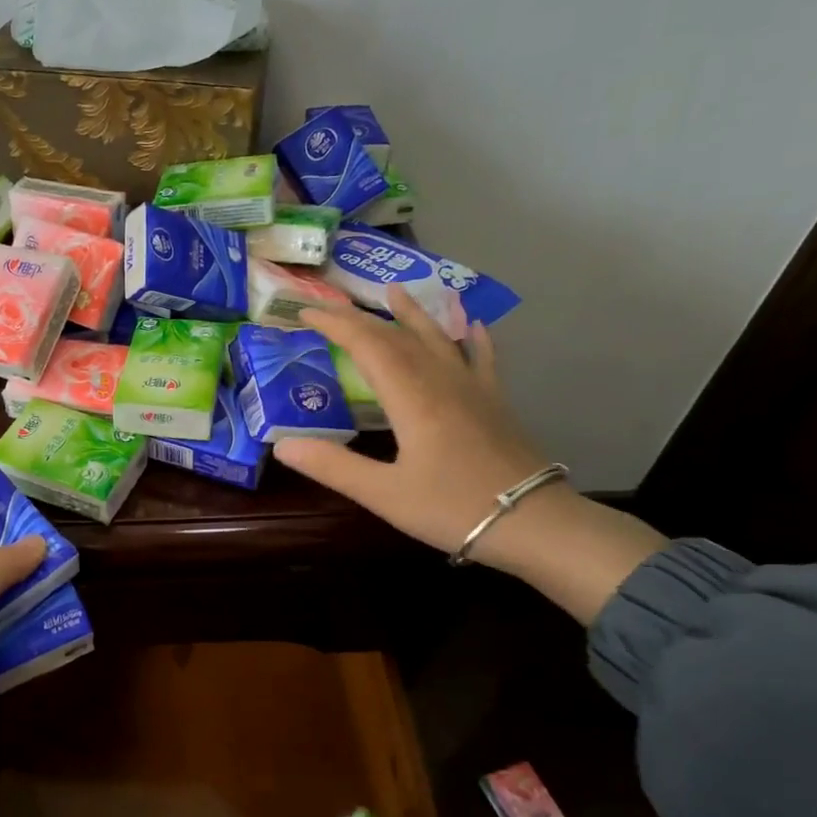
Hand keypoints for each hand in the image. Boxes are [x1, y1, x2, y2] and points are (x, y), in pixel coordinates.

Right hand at [276, 286, 668, 623]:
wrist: (533, 524)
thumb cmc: (453, 509)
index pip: (368, 345)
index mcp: (412, 398)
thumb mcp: (384, 494)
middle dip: (361, 318)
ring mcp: (473, 389)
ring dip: (414, 314)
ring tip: (396, 292)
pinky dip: (473, 338)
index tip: (306, 311)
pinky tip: (473, 325)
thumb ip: (333, 466)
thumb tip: (282, 446)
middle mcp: (442, 382)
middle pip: (398, 337)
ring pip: (439, 339)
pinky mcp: (495, 404)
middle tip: (333, 305)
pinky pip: (481, 359)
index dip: (336, 324)